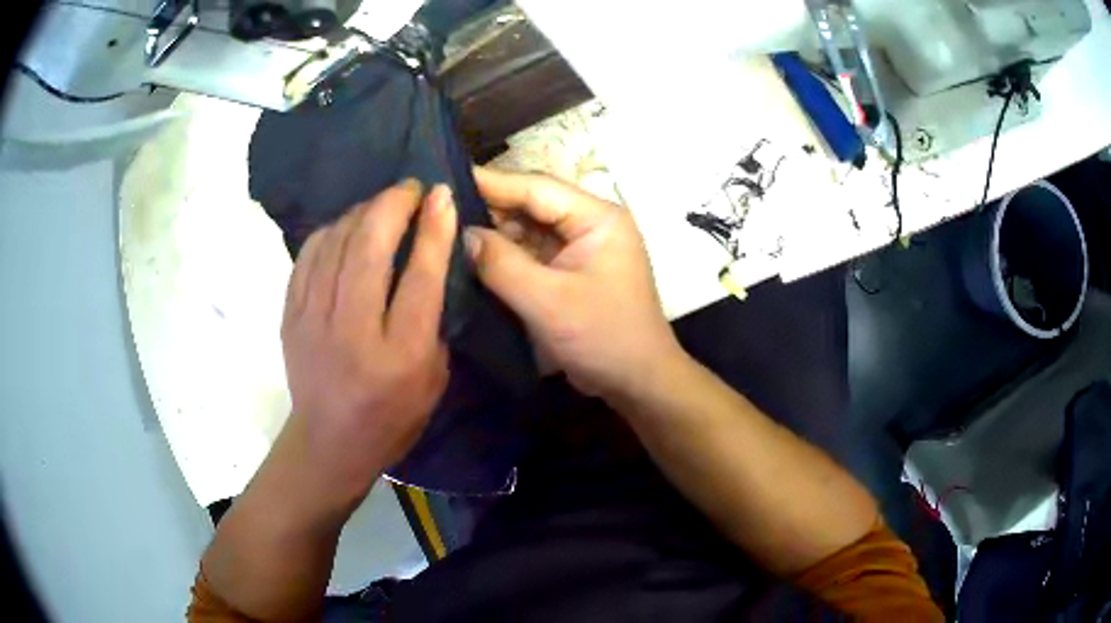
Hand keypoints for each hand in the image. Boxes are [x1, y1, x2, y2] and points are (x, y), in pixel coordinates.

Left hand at [280, 179, 456, 499]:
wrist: (330, 441)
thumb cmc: (392, 417)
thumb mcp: (434, 377)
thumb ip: (433, 318)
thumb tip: (428, 259)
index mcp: (400, 354)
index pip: (420, 276)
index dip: (433, 228)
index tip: (441, 195)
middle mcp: (353, 331)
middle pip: (369, 247)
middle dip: (393, 204)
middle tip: (409, 188)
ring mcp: (313, 319)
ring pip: (335, 241)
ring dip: (362, 211)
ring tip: (381, 205)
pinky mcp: (291, 314)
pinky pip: (308, 254)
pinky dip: (330, 230)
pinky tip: (345, 226)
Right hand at [466, 167, 682, 400]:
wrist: (638, 382)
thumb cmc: (603, 337)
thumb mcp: (548, 302)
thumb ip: (501, 265)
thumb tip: (462, 235)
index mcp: (597, 218)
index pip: (537, 188)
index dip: (491, 182)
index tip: (445, 181)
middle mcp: (589, 224)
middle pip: (531, 206)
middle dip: (488, 210)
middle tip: (439, 213)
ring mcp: (580, 249)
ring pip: (528, 230)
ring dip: (493, 235)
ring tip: (447, 234)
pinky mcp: (570, 272)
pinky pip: (531, 254)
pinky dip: (504, 257)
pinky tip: (472, 258)